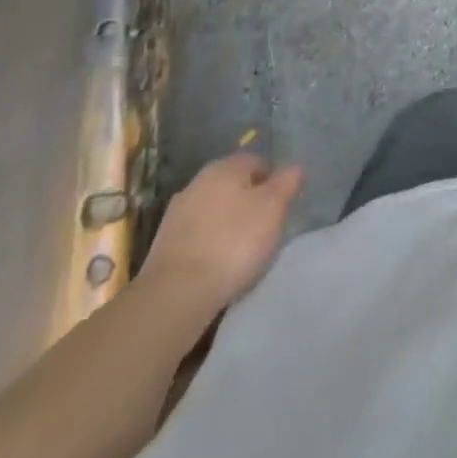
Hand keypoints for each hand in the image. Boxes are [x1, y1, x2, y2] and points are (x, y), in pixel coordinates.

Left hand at [142, 151, 302, 315]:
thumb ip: (287, 182)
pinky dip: (208, 245)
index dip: (273, 182)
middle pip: (233, 186)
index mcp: (225, 166)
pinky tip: (216, 267)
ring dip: (226, 224)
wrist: (175, 295)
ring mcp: (176, 214)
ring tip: (240, 252)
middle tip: (264, 229)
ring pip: (213, 211)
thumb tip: (294, 167)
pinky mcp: (162, 246)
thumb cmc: (233, 242)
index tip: (281, 207)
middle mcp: (198, 181)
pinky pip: (197, 236)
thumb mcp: (273, 208)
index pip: (258, 162)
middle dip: (249, 202)